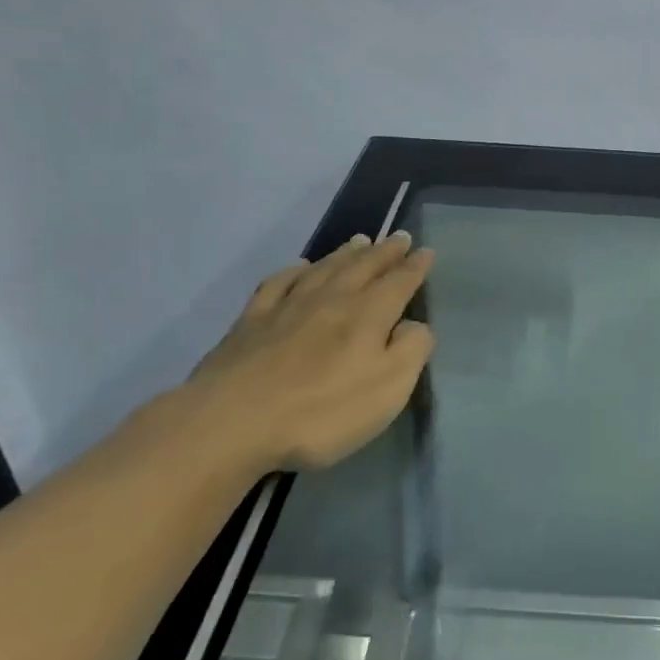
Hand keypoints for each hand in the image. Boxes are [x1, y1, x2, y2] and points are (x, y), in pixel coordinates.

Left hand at [177, 231, 435, 473]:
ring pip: (324, 268)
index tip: (426, 251)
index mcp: (367, 314)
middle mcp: (330, 300)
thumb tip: (415, 324)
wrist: (232, 422)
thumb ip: (411, 350)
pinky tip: (299, 267)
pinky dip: (292, 271)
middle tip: (399, 237)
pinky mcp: (251, 322)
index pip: (399, 282)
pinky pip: (278, 283)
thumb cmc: (321, 411)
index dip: (415, 267)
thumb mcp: (388, 389)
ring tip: (360, 241)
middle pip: (363, 267)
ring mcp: (287, 307)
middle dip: (385, 252)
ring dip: (345, 254)